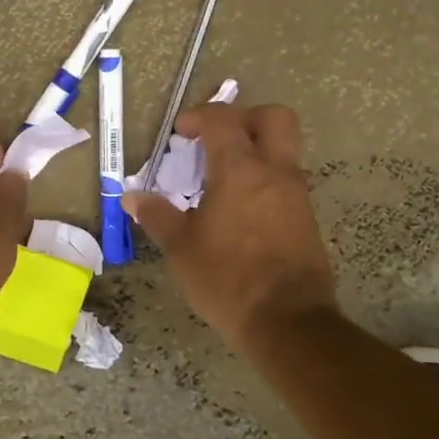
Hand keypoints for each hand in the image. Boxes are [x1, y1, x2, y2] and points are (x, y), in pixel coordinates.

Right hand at [123, 103, 336, 347]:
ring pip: (284, 150)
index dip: (199, 116)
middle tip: (217, 141)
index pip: (224, 119)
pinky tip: (242, 211)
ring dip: (256, 152)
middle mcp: (275, 171)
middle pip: (274, 117)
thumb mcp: (181, 248)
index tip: (180, 133)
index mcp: (240, 169)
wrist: (288, 322)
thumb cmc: (227, 279)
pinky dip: (265, 181)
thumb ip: (157, 215)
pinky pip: (287, 181)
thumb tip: (131, 196)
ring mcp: (296, 194)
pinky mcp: (307, 218)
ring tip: (223, 181)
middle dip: (245, 118)